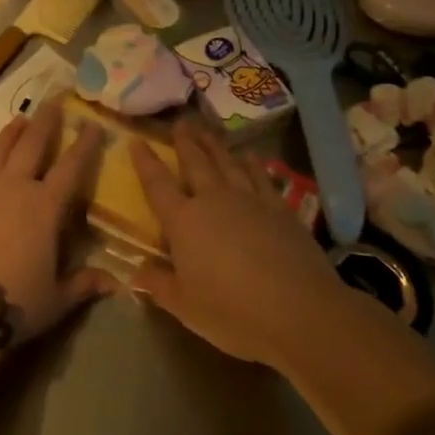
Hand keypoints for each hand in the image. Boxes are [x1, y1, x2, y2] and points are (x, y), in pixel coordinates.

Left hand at [0, 99, 112, 341]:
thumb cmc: (10, 300)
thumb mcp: (54, 300)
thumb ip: (83, 285)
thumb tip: (117, 282)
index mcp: (45, 207)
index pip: (71, 168)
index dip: (85, 145)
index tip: (93, 124)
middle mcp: (15, 186)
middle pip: (33, 144)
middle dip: (46, 122)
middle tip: (54, 101)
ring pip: (0, 148)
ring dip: (12, 132)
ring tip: (21, 118)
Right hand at [129, 121, 344, 369]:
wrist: (299, 310)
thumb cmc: (233, 313)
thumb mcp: (186, 307)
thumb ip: (159, 285)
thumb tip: (134, 272)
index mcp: (184, 222)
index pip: (157, 185)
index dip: (145, 162)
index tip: (136, 140)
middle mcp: (213, 200)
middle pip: (195, 163)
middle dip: (185, 141)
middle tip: (180, 122)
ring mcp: (249, 200)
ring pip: (227, 163)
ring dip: (215, 145)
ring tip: (207, 130)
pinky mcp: (279, 208)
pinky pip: (262, 177)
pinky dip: (253, 164)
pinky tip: (250, 155)